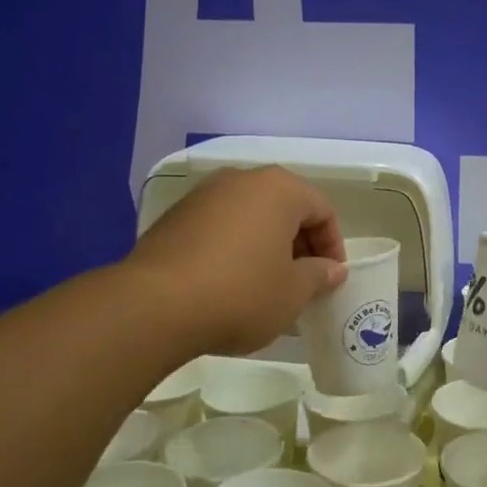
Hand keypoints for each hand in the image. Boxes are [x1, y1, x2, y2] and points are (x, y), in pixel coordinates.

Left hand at [127, 167, 347, 355]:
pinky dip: (235, 250)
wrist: (154, 306)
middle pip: (284, 209)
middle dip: (299, 245)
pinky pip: (219, 229)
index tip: (331, 279)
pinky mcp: (174, 219)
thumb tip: (331, 269)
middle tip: (303, 283)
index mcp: (277, 189)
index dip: (333, 246)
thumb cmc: (240, 293)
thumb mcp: (293, 292)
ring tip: (268, 287)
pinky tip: (231, 286)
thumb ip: (319, 276)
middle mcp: (240, 180)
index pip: (321, 210)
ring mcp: (202, 197)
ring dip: (266, 248)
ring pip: (250, 218)